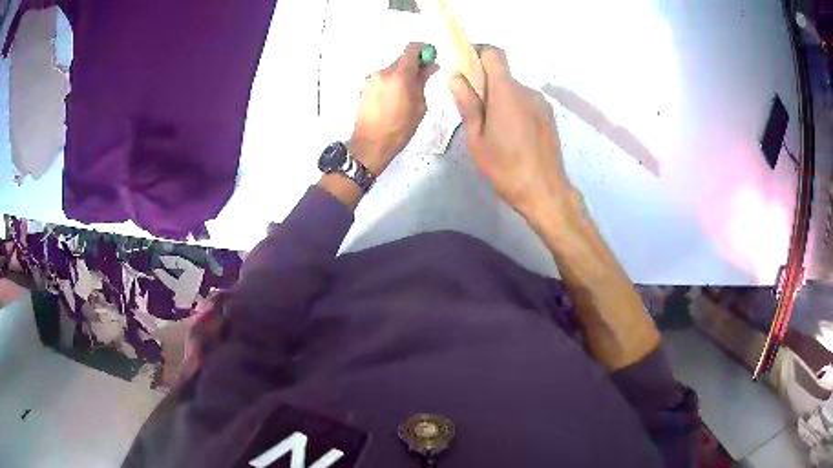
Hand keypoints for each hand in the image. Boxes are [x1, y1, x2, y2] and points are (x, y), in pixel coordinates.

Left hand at [351, 42, 438, 174]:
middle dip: (414, 66)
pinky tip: (395, 100)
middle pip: (402, 60)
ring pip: (392, 70)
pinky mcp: (365, 88)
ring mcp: (371, 80)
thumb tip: (430, 67)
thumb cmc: (399, 129)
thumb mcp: (419, 106)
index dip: (423, 50)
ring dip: (402, 76)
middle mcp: (383, 72)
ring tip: (409, 95)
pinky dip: (392, 83)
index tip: (430, 57)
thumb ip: (423, 82)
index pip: (411, 49)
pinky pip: (383, 79)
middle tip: (424, 79)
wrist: (370, 145)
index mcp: (399, 75)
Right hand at [449, 47, 571, 221]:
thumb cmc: (506, 167)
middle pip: (502, 74)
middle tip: (473, 110)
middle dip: (484, 83)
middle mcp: (527, 91)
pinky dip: (513, 108)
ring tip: (494, 130)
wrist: (545, 192)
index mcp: (507, 93)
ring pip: (513, 90)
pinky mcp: (548, 116)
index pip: (494, 54)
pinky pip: (525, 102)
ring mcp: (541, 104)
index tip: (464, 66)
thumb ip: (468, 104)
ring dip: (500, 99)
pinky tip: (511, 135)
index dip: (478, 53)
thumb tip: (456, 77)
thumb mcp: (477, 139)